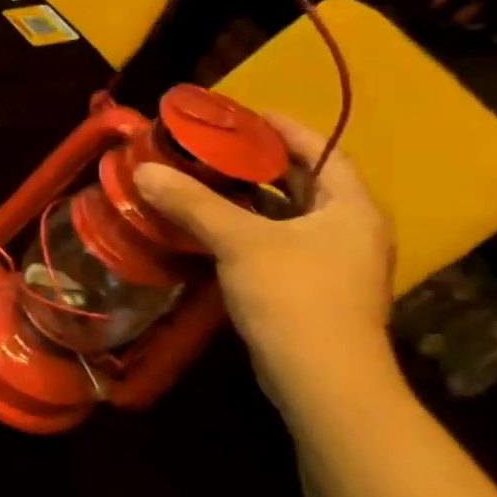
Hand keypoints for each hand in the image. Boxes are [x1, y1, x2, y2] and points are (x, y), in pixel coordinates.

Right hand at [133, 114, 396, 406]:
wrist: (323, 381)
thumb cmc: (295, 297)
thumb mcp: (241, 242)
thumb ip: (194, 203)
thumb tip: (144, 170)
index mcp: (351, 208)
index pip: (324, 151)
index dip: (287, 129)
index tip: (247, 114)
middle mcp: (350, 230)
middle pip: (305, 182)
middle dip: (262, 163)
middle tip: (215, 146)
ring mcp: (334, 263)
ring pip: (288, 216)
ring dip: (250, 198)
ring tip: (205, 180)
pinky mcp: (311, 289)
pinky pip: (278, 243)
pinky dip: (247, 229)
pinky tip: (211, 228)